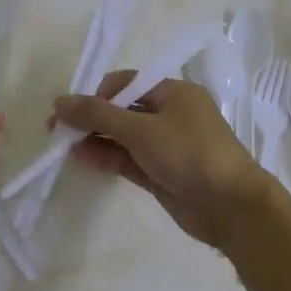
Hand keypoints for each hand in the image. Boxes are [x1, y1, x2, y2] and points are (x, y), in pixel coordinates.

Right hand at [53, 72, 276, 249]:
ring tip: (64, 146)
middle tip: (57, 130)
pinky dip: (107, 157)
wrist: (232, 207)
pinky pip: (128, 159)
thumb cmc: (189, 153)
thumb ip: (98, 114)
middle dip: (91, 118)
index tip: (68, 109)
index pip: (126, 83)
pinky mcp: (162, 173)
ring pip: (123, 137)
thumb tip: (60, 101)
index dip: (95, 94)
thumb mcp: (141, 129)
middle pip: (122, 110)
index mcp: (173, 92)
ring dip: (95, 139)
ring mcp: (166, 146)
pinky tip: (82, 158)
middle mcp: (170, 114)